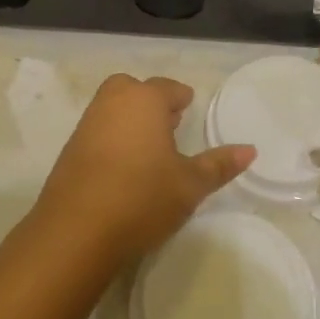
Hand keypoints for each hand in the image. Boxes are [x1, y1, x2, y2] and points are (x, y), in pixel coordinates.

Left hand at [29, 74, 255, 275]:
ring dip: (129, 118)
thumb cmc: (142, 197)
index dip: (181, 97)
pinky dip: (111, 138)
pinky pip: (97, 131)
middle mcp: (112, 103)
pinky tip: (123, 166)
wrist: (76, 230)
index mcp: (144, 100)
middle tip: (167, 123)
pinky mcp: (69, 150)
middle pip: (132, 89)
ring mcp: (86, 125)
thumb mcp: (190, 185)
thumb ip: (219, 165)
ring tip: (148, 147)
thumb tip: (250, 150)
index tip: (189, 107)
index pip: (167, 88)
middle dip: (149, 100)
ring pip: (111, 108)